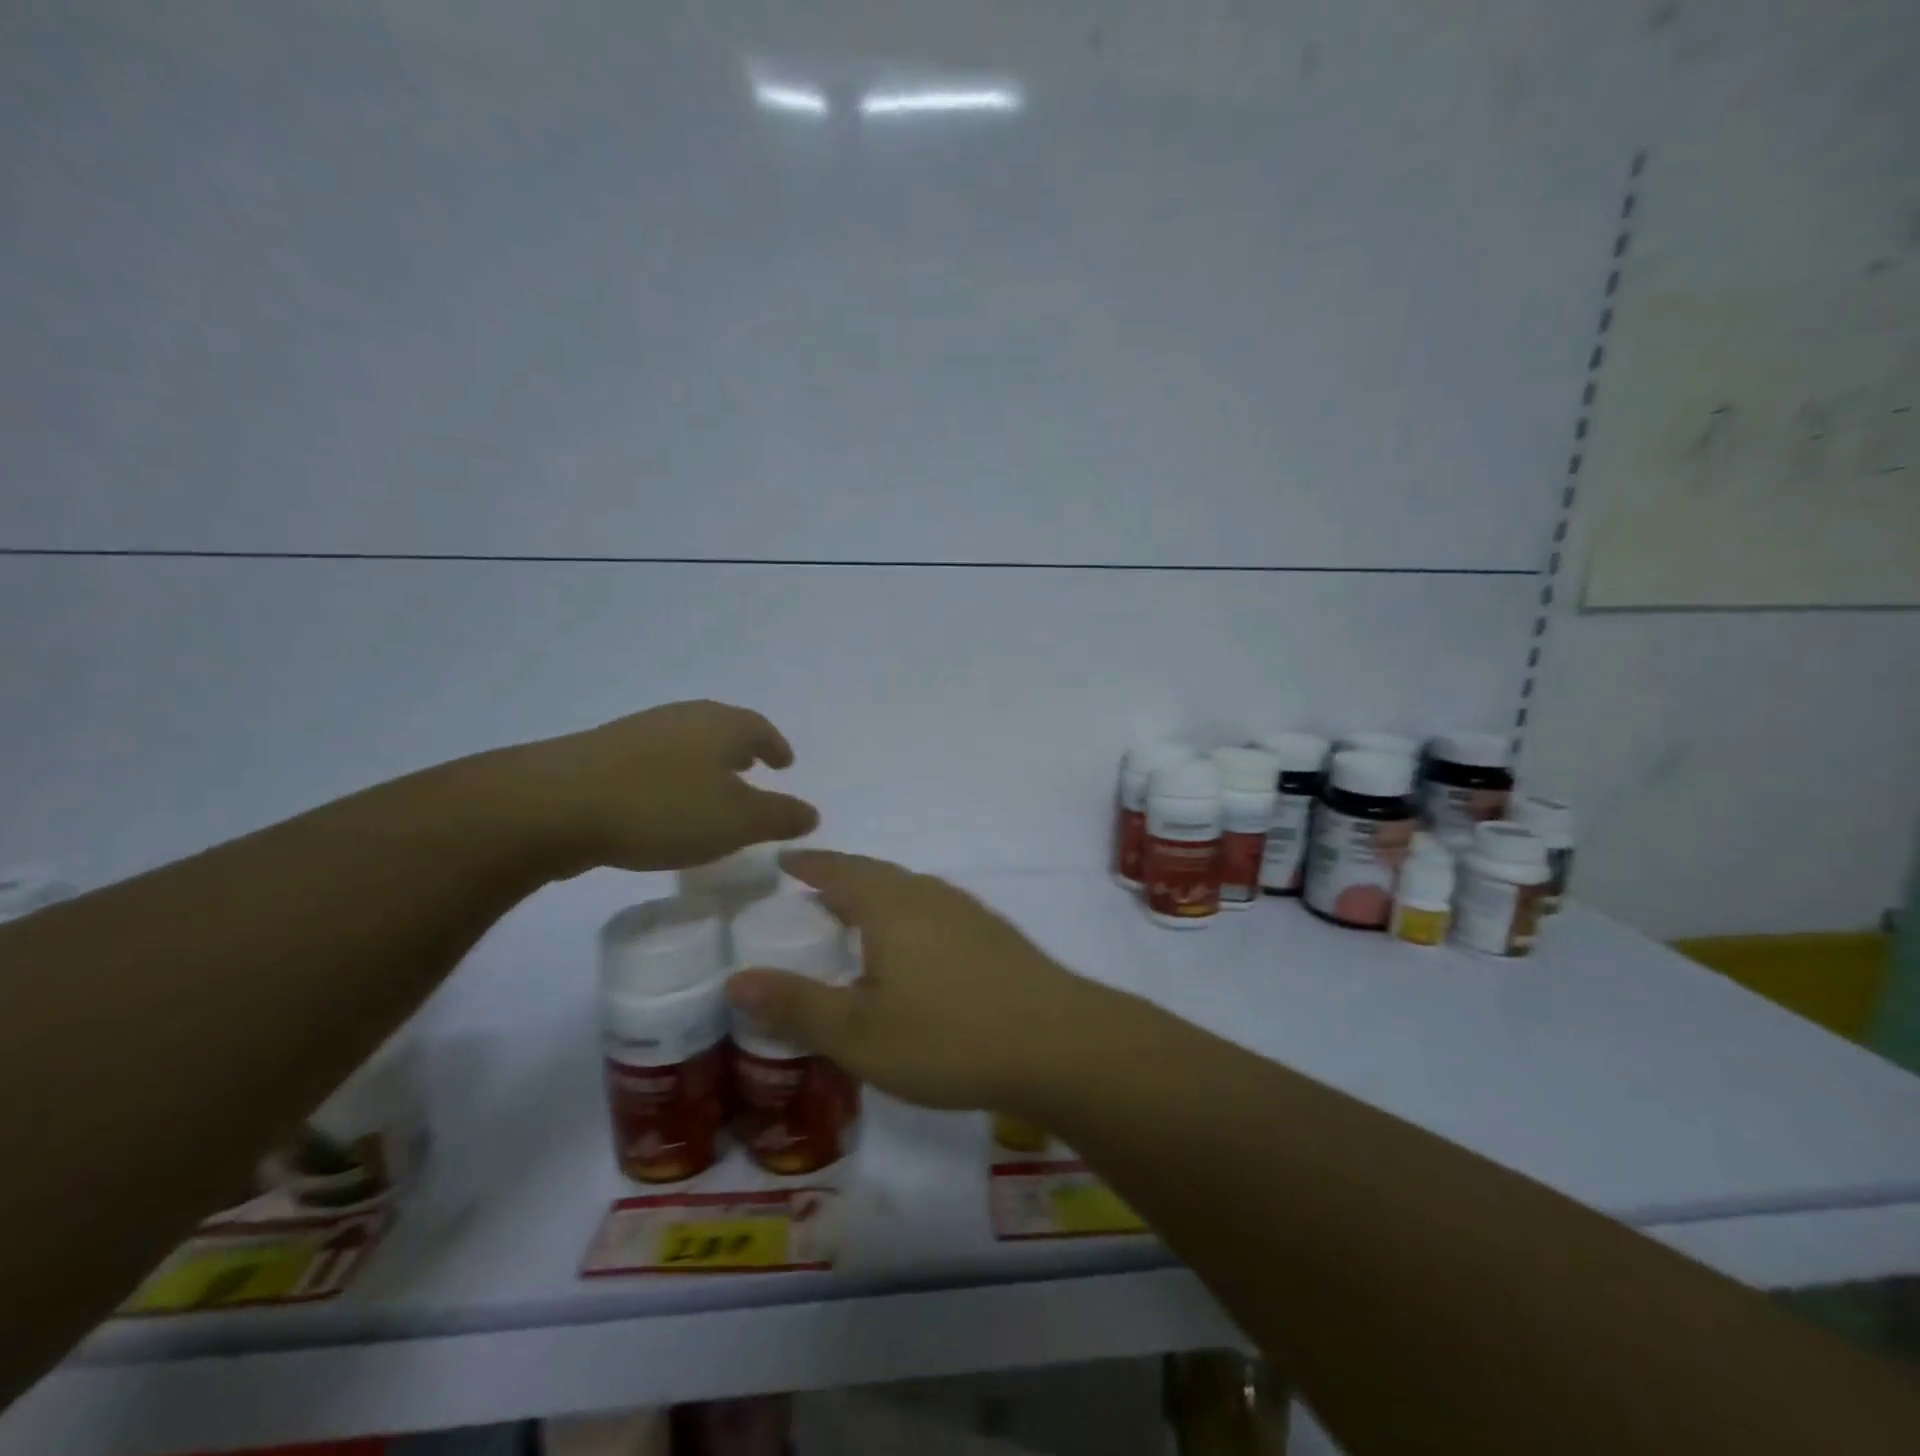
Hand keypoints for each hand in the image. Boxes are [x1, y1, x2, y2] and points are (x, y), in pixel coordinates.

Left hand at [512, 701, 817, 874]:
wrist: (555, 804)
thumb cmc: (662, 808)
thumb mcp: (736, 822)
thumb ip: (779, 816)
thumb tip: (812, 812)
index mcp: (720, 725)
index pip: (760, 729)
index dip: (776, 746)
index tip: (786, 763)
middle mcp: (683, 718)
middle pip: (722, 728)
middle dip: (741, 749)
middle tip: (754, 769)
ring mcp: (639, 732)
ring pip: (687, 742)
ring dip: (706, 762)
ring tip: (713, 788)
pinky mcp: (603, 753)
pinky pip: (655, 759)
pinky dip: (673, 775)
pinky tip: (663, 803)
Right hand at [726, 850, 1103, 1112]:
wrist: (1056, 1042)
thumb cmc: (946, 1036)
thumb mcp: (858, 1033)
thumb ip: (797, 1004)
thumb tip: (736, 978)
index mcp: (889, 905)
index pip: (838, 870)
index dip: (808, 864)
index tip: (783, 861)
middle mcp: (928, 894)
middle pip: (875, 875)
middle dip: (839, 879)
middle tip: (810, 896)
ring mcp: (966, 911)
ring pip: (908, 892)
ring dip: (875, 898)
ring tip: (854, 922)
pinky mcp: (993, 934)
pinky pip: (933, 911)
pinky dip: (906, 918)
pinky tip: (912, 953)